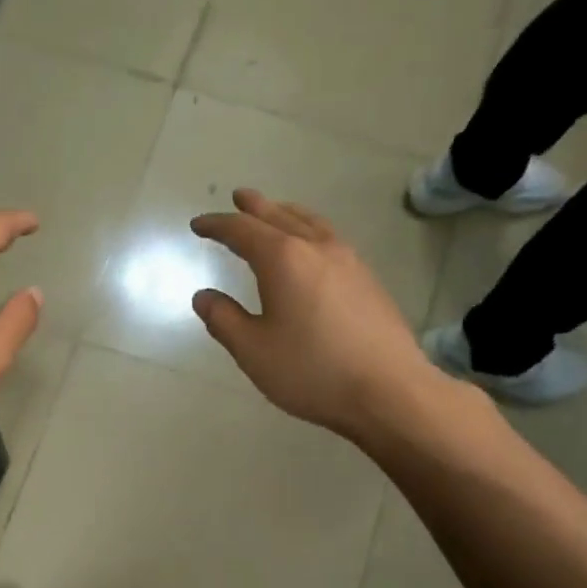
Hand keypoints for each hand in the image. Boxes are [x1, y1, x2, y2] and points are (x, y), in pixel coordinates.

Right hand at [190, 190, 445, 440]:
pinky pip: (330, 239)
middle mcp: (317, 248)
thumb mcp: (253, 350)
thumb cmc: (311, 370)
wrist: (388, 390)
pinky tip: (311, 248)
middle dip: (254, 207)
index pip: (242, 231)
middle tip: (238, 197)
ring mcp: (348, 261)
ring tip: (275, 212)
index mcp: (283, 259)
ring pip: (311, 223)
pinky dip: (309, 230)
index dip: (217, 226)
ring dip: (286, 214)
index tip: (198, 225)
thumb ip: (224, 319)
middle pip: (279, 217)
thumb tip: (204, 296)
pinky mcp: (367, 280)